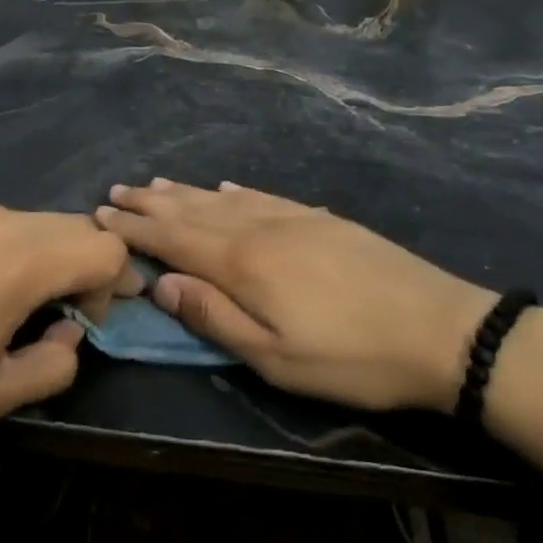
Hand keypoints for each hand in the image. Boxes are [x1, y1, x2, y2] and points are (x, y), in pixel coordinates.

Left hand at [0, 204, 128, 454]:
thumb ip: (54, 364)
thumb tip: (69, 331)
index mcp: (22, 261)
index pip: (105, 247)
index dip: (116, 283)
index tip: (93, 321)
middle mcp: (0, 221)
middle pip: (74, 226)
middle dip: (87, 266)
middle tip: (67, 315)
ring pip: (34, 223)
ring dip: (48, 257)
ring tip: (17, 306)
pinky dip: (9, 249)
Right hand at [95, 179, 497, 412]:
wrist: (442, 328)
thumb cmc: (353, 357)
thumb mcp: (276, 358)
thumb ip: (214, 317)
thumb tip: (162, 283)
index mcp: (242, 262)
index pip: (172, 238)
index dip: (134, 228)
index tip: (100, 215)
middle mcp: (258, 227)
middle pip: (191, 210)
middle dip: (150, 203)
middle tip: (115, 191)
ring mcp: (291, 217)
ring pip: (222, 198)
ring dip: (183, 192)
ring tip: (154, 184)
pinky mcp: (319, 218)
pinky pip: (261, 195)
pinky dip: (232, 191)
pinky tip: (222, 187)